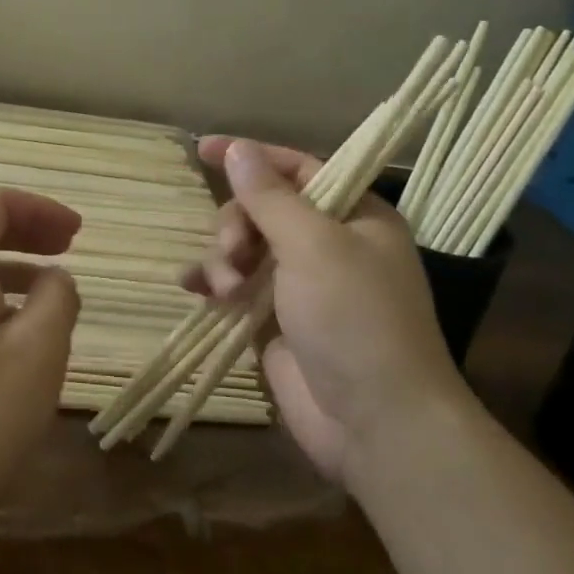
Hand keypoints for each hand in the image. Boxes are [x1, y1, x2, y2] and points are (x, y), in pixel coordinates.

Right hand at [183, 138, 466, 481]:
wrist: (377, 423)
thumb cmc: (354, 319)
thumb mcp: (313, 245)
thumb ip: (270, 196)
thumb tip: (237, 149)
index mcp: (355, 216)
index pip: (298, 168)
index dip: (252, 156)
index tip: (204, 149)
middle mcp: (330, 245)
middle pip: (264, 209)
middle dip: (238, 224)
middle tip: (234, 251)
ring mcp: (301, 286)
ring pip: (245, 248)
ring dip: (225, 259)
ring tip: (225, 288)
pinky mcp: (276, 322)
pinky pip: (235, 287)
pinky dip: (215, 284)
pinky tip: (196, 290)